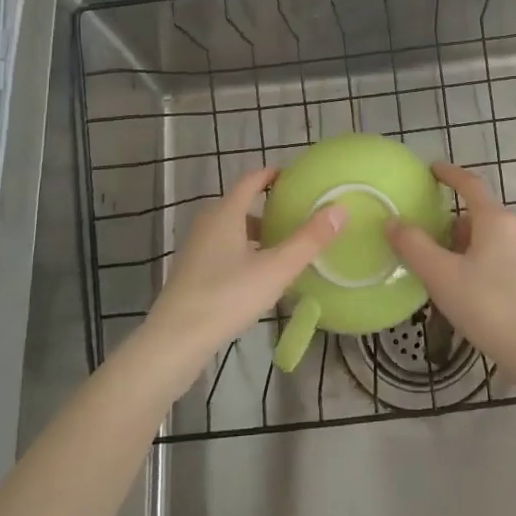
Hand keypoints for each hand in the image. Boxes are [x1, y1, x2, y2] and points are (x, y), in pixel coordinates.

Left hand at [142, 167, 345, 368]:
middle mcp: (208, 224)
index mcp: (226, 213)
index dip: (272, 174)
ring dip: (256, 233)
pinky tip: (259, 276)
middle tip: (297, 215)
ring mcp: (196, 249)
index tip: (296, 177)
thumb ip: (309, 240)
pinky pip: (223, 250)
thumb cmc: (227, 296)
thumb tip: (340, 208)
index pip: (251, 180)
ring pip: (231, 230)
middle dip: (268, 207)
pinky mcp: (192, 273)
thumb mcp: (276, 269)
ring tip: (284, 247)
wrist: (175, 341)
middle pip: (241, 205)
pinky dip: (243, 252)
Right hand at [386, 161, 515, 372]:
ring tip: (446, 270)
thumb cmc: (487, 305)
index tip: (432, 170)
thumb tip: (393, 221)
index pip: (470, 185)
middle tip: (429, 239)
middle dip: (453, 223)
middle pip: (480, 214)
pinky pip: (504, 258)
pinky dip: (484, 262)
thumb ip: (414, 246)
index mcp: (496, 220)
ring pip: (493, 238)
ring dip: (468, 245)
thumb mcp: (441, 276)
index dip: (450, 175)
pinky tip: (472, 289)